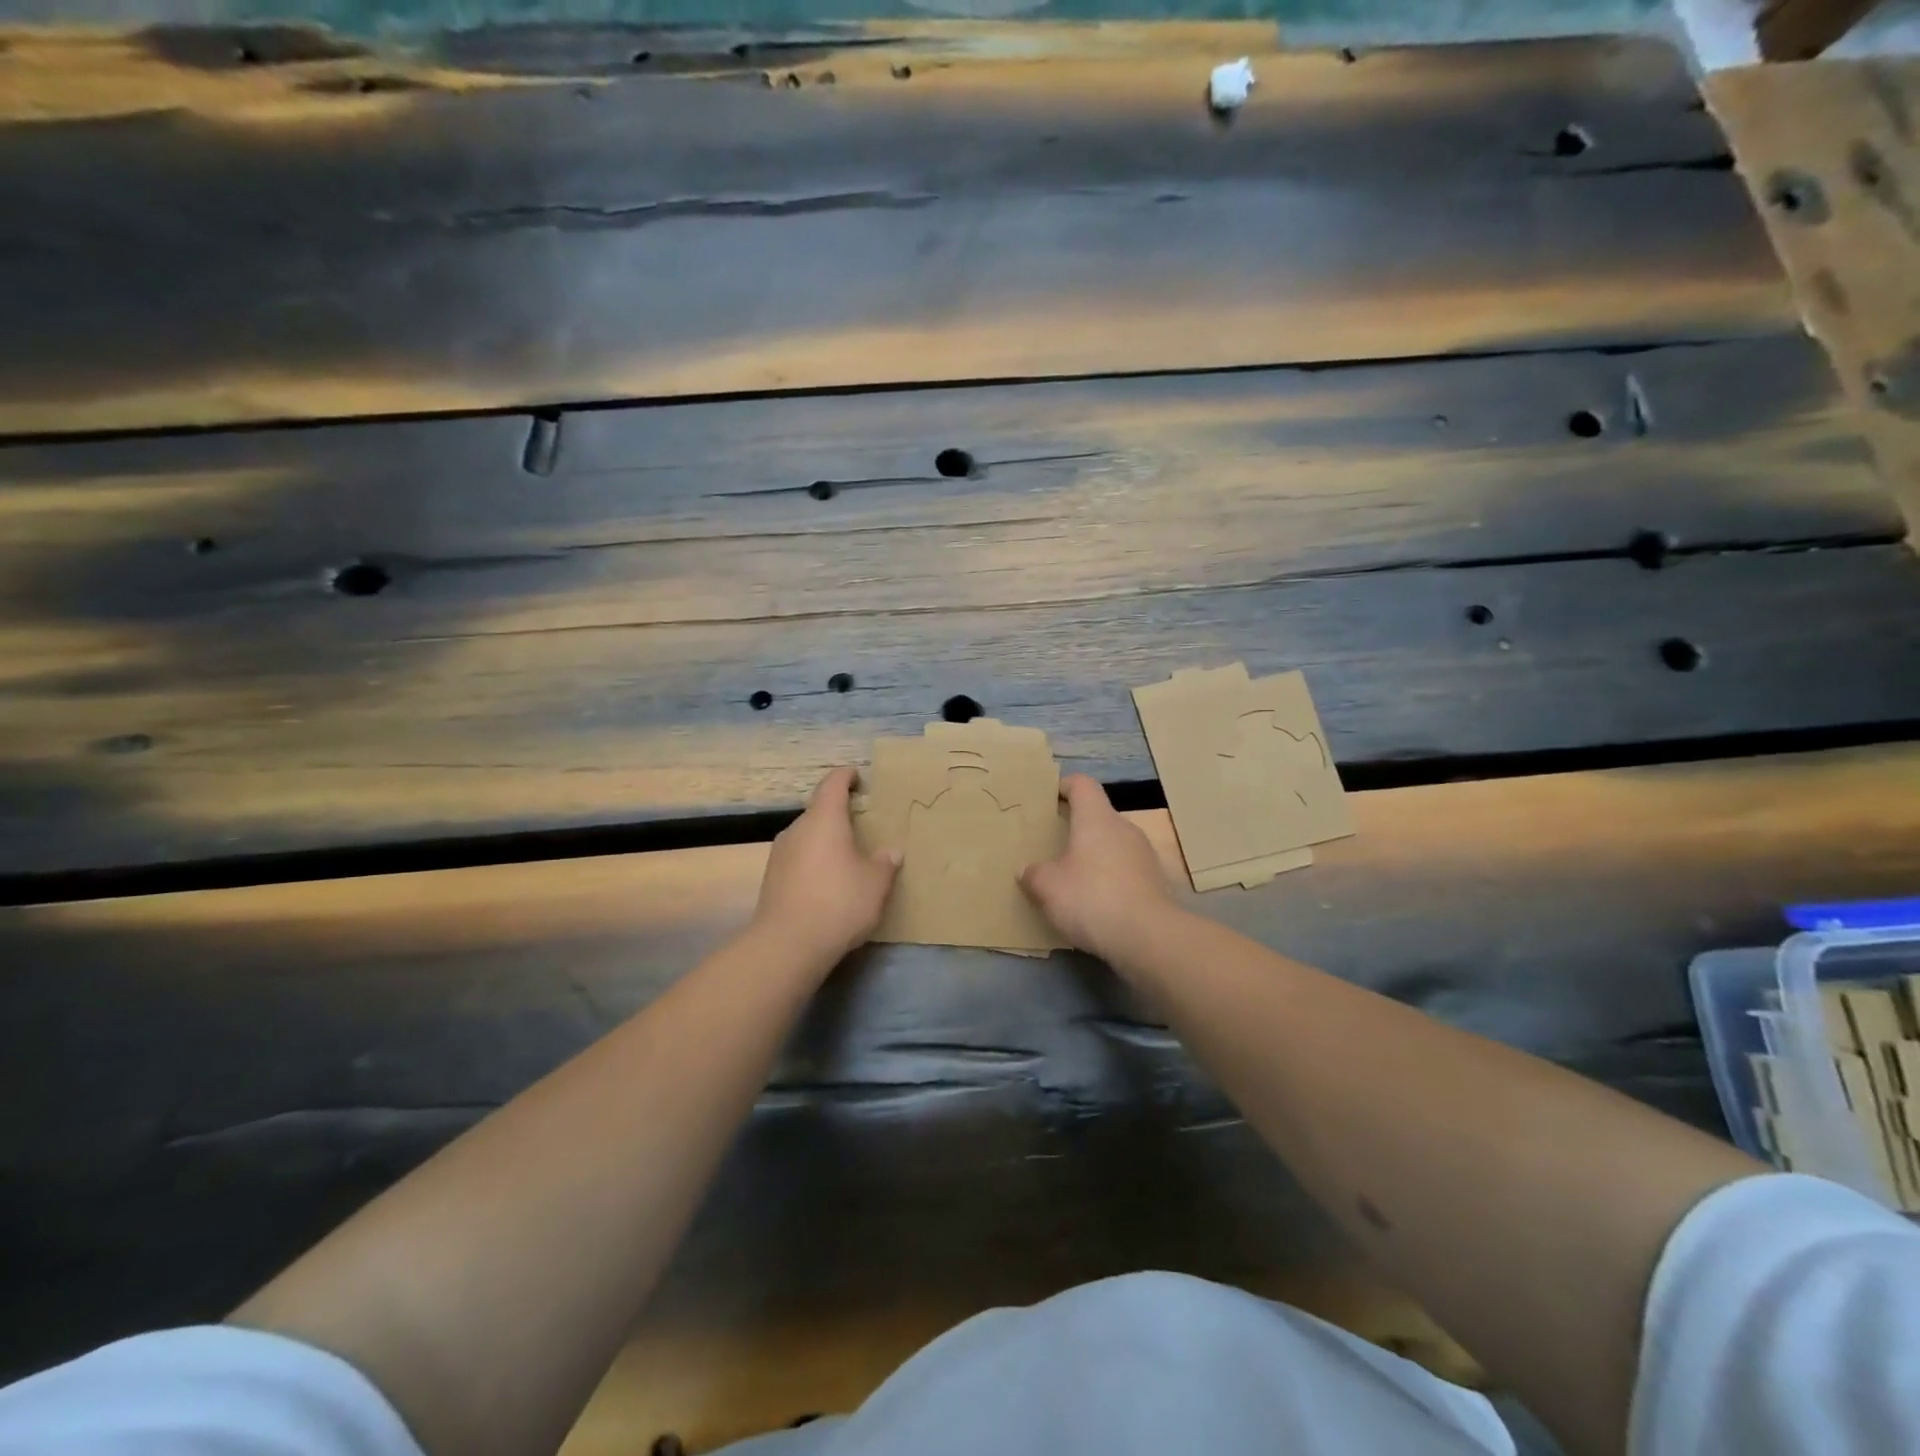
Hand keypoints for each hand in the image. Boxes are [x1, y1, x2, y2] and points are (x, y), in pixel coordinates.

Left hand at [753, 767, 900, 966]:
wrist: (787, 944)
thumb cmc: (839, 901)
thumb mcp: (875, 883)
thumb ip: (884, 863)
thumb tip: (890, 852)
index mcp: (825, 819)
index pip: (833, 784)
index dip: (846, 776)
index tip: (857, 776)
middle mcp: (798, 829)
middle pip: (818, 811)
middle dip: (838, 814)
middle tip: (860, 824)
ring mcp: (780, 853)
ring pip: (807, 836)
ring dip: (825, 840)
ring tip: (846, 856)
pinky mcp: (771, 878)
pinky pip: (798, 859)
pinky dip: (814, 862)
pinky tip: (827, 882)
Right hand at [1019, 775, 1177, 961]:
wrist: (1148, 938)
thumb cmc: (1091, 898)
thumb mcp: (1047, 887)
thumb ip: (1033, 874)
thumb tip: (1027, 870)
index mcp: (1096, 819)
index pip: (1082, 785)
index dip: (1064, 786)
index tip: (1048, 799)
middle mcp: (1124, 828)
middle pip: (1098, 816)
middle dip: (1076, 828)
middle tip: (1053, 845)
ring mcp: (1144, 855)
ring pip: (1113, 844)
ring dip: (1094, 856)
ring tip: (1072, 878)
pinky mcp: (1155, 882)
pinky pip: (1125, 870)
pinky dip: (1109, 879)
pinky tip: (1095, 903)